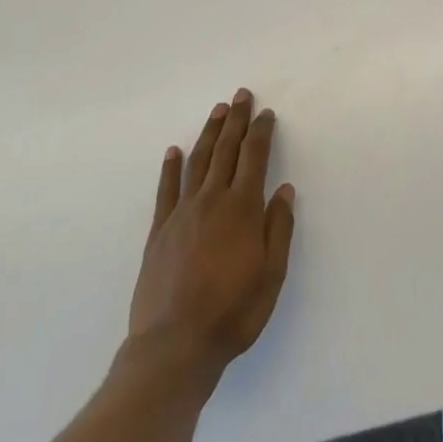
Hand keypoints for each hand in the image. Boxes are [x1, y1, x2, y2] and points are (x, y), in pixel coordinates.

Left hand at [127, 90, 295, 386]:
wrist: (174, 345)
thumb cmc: (233, 312)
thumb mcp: (271, 274)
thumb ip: (278, 228)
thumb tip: (283, 189)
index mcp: (242, 209)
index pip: (254, 158)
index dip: (261, 132)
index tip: (266, 113)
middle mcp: (211, 201)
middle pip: (225, 151)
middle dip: (236, 121)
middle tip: (241, 96)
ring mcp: (181, 214)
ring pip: (197, 162)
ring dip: (209, 134)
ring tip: (217, 112)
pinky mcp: (159, 231)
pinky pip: (166, 190)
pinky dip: (170, 167)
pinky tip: (173, 150)